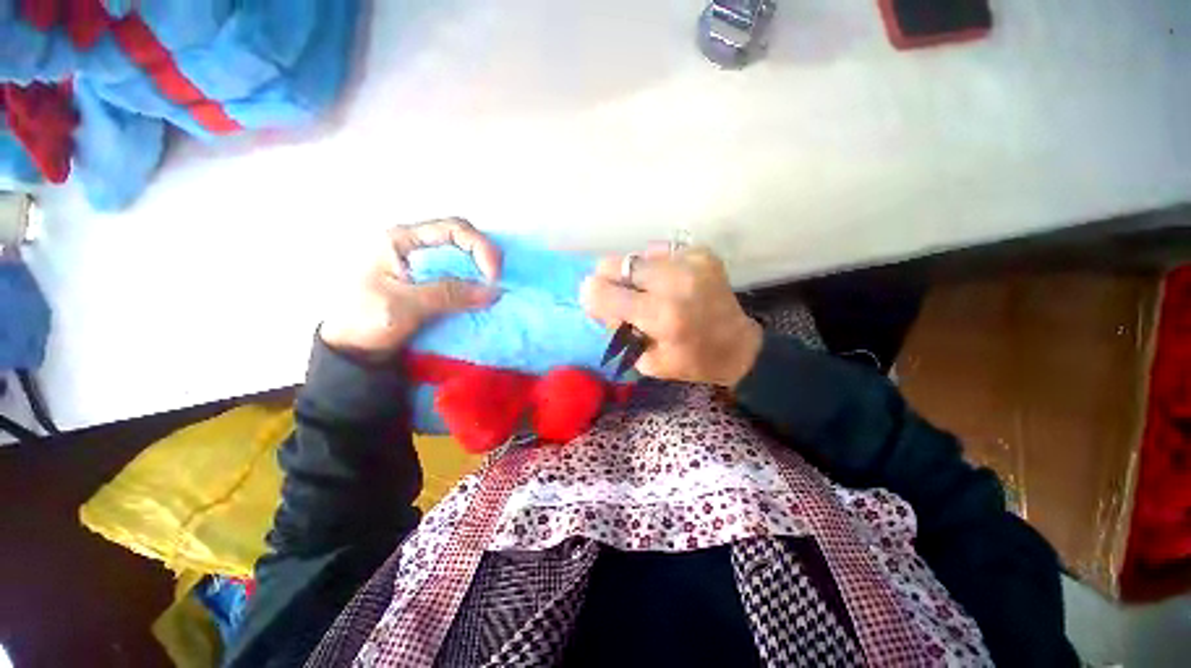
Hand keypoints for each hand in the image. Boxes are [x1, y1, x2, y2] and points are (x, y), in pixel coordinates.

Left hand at [320, 218, 501, 356]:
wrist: (351, 351)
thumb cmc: (364, 322)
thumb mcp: (403, 305)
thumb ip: (447, 294)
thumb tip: (492, 291)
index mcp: (401, 240)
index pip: (453, 229)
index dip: (480, 248)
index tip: (492, 277)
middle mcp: (415, 246)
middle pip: (463, 240)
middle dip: (485, 259)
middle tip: (496, 284)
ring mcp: (424, 265)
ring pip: (464, 259)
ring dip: (482, 274)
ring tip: (492, 292)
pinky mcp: (430, 284)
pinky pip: (461, 278)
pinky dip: (475, 286)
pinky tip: (481, 299)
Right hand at [580, 247, 762, 386]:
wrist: (738, 346)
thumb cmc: (692, 361)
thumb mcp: (647, 361)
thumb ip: (619, 330)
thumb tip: (604, 303)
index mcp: (660, 315)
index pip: (602, 292)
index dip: (591, 297)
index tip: (597, 304)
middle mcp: (673, 282)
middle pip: (614, 264)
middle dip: (609, 281)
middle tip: (623, 297)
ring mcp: (689, 262)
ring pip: (635, 256)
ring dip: (635, 275)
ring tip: (651, 292)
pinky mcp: (701, 253)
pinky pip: (660, 252)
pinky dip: (656, 267)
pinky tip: (669, 283)